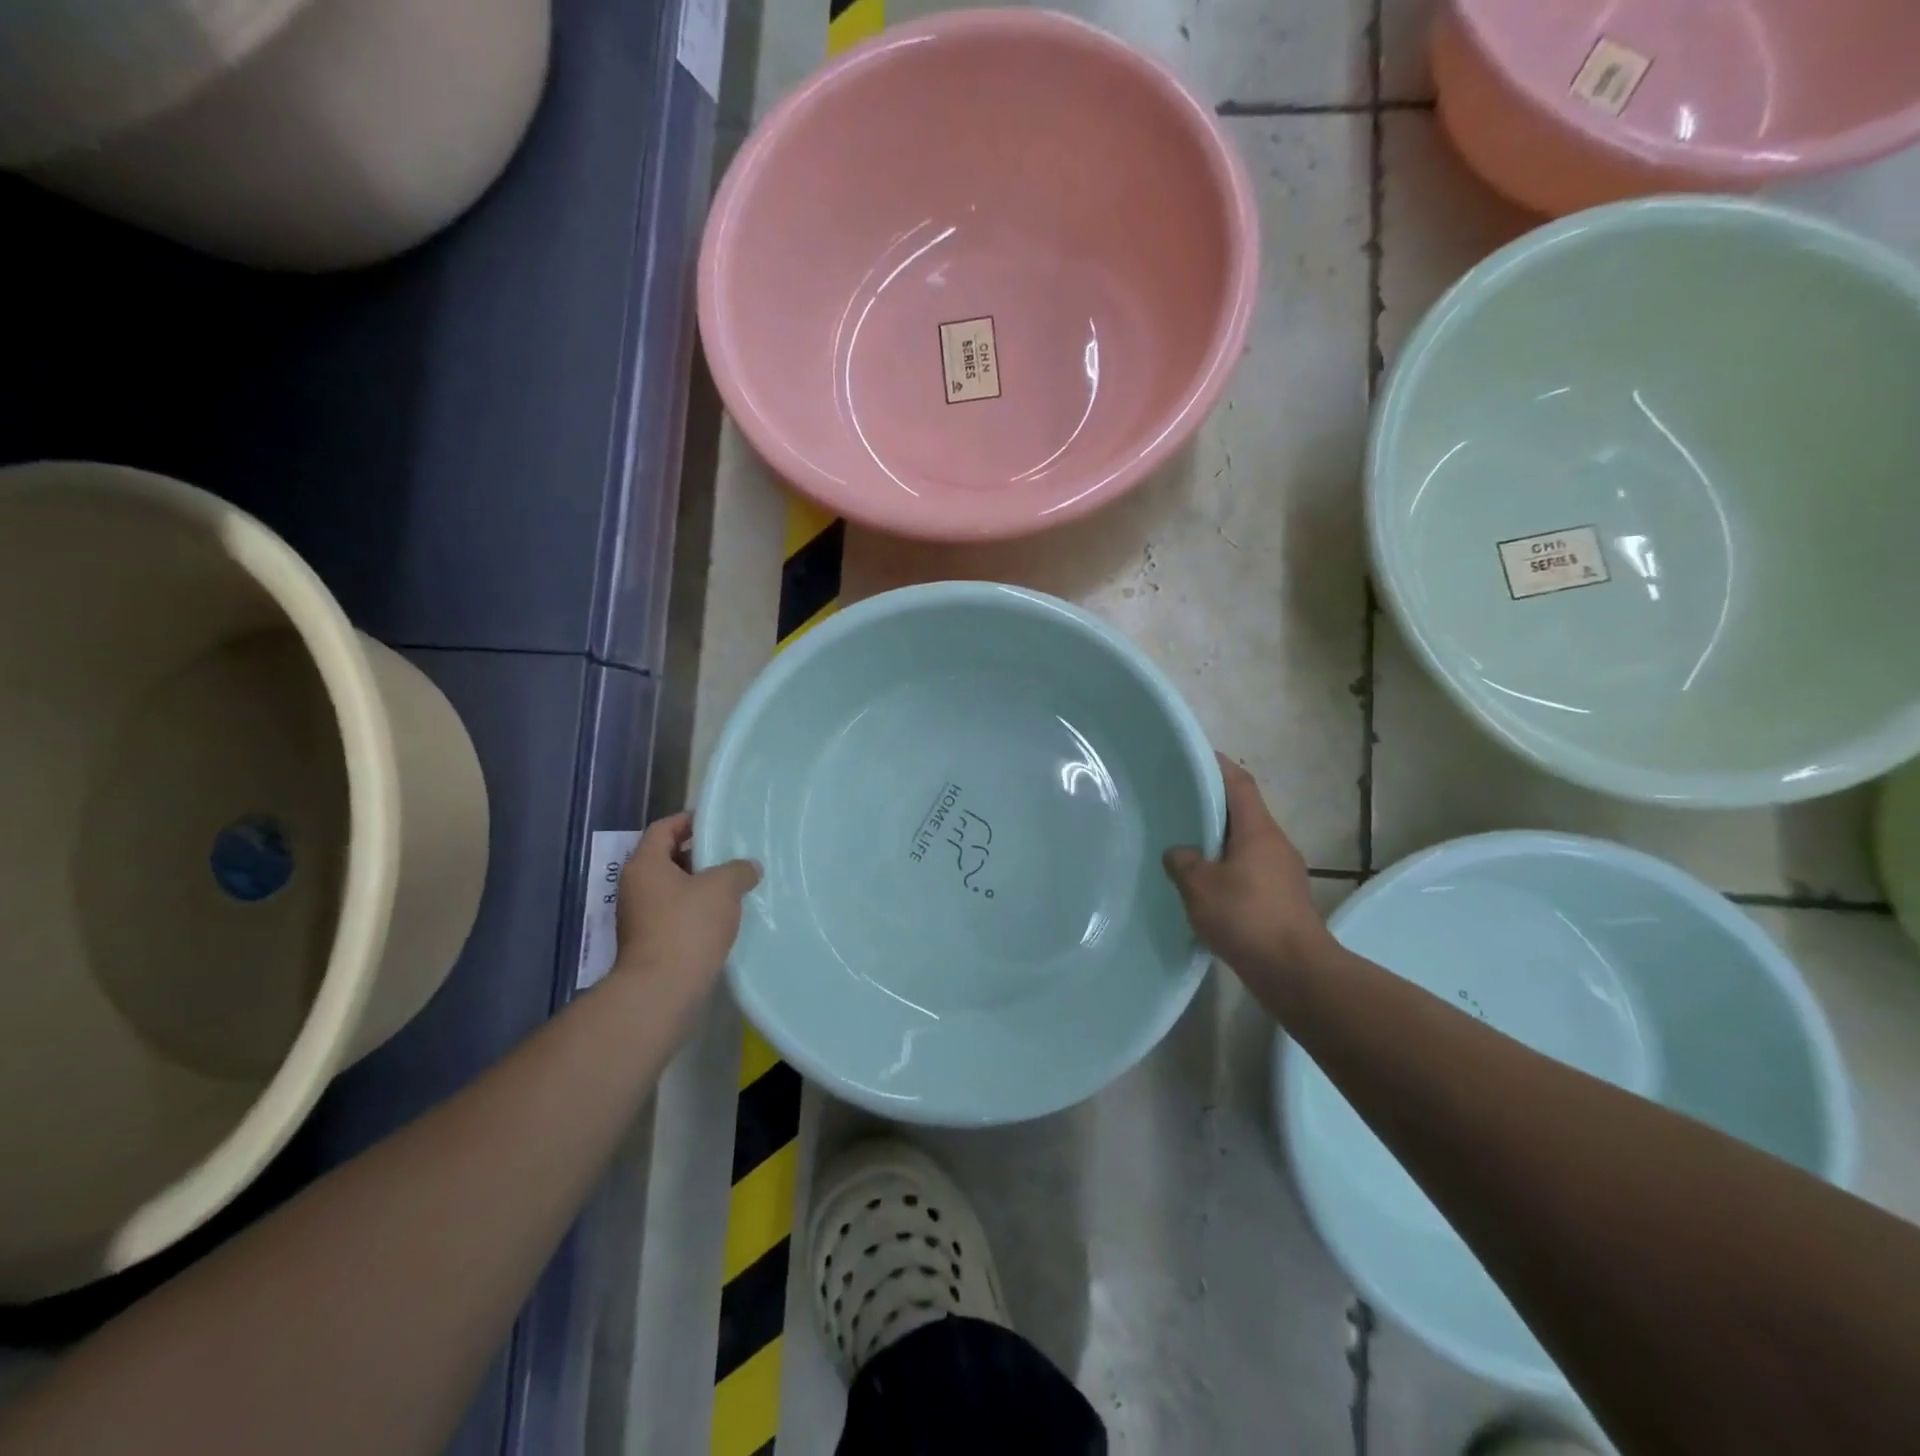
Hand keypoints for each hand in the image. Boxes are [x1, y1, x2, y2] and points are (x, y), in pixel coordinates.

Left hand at [613, 812, 760, 994]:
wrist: (662, 990)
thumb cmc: (688, 927)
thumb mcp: (722, 888)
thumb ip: (738, 869)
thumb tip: (749, 867)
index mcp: (645, 865)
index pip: (663, 829)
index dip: (688, 820)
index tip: (716, 821)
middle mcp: (636, 887)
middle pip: (668, 858)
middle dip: (699, 855)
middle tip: (731, 853)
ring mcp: (640, 917)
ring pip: (673, 889)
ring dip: (701, 885)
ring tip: (734, 884)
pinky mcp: (650, 942)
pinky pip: (676, 914)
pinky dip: (697, 910)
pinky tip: (724, 916)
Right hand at [1163, 755, 1332, 982]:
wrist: (1296, 972)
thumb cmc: (1247, 918)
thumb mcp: (1200, 887)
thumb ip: (1183, 862)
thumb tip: (1179, 853)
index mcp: (1258, 831)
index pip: (1239, 783)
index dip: (1217, 766)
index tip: (1193, 756)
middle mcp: (1275, 844)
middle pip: (1243, 812)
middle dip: (1212, 805)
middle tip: (1177, 802)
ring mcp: (1283, 873)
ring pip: (1245, 843)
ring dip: (1218, 840)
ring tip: (1185, 844)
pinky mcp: (1282, 899)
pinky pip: (1249, 870)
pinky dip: (1227, 868)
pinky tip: (1204, 885)